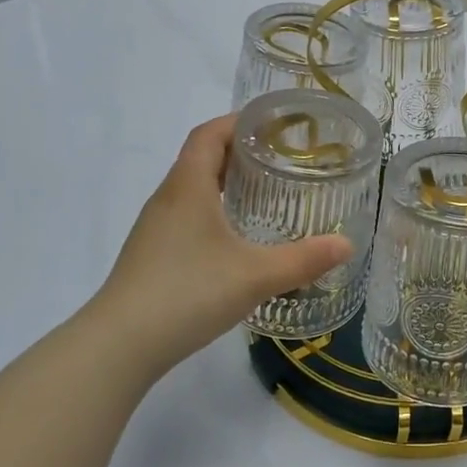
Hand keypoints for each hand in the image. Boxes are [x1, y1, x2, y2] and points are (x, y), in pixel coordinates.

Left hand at [85, 116, 352, 382]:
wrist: (119, 345)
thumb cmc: (187, 294)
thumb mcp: (255, 276)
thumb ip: (303, 259)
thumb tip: (347, 244)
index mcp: (188, 186)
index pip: (210, 133)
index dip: (240, 120)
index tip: (275, 123)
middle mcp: (168, 198)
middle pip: (201, 156)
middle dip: (240, 149)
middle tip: (282, 157)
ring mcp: (156, 227)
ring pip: (193, 187)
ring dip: (226, 180)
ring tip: (266, 191)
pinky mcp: (152, 253)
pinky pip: (187, 214)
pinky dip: (214, 209)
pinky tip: (236, 236)